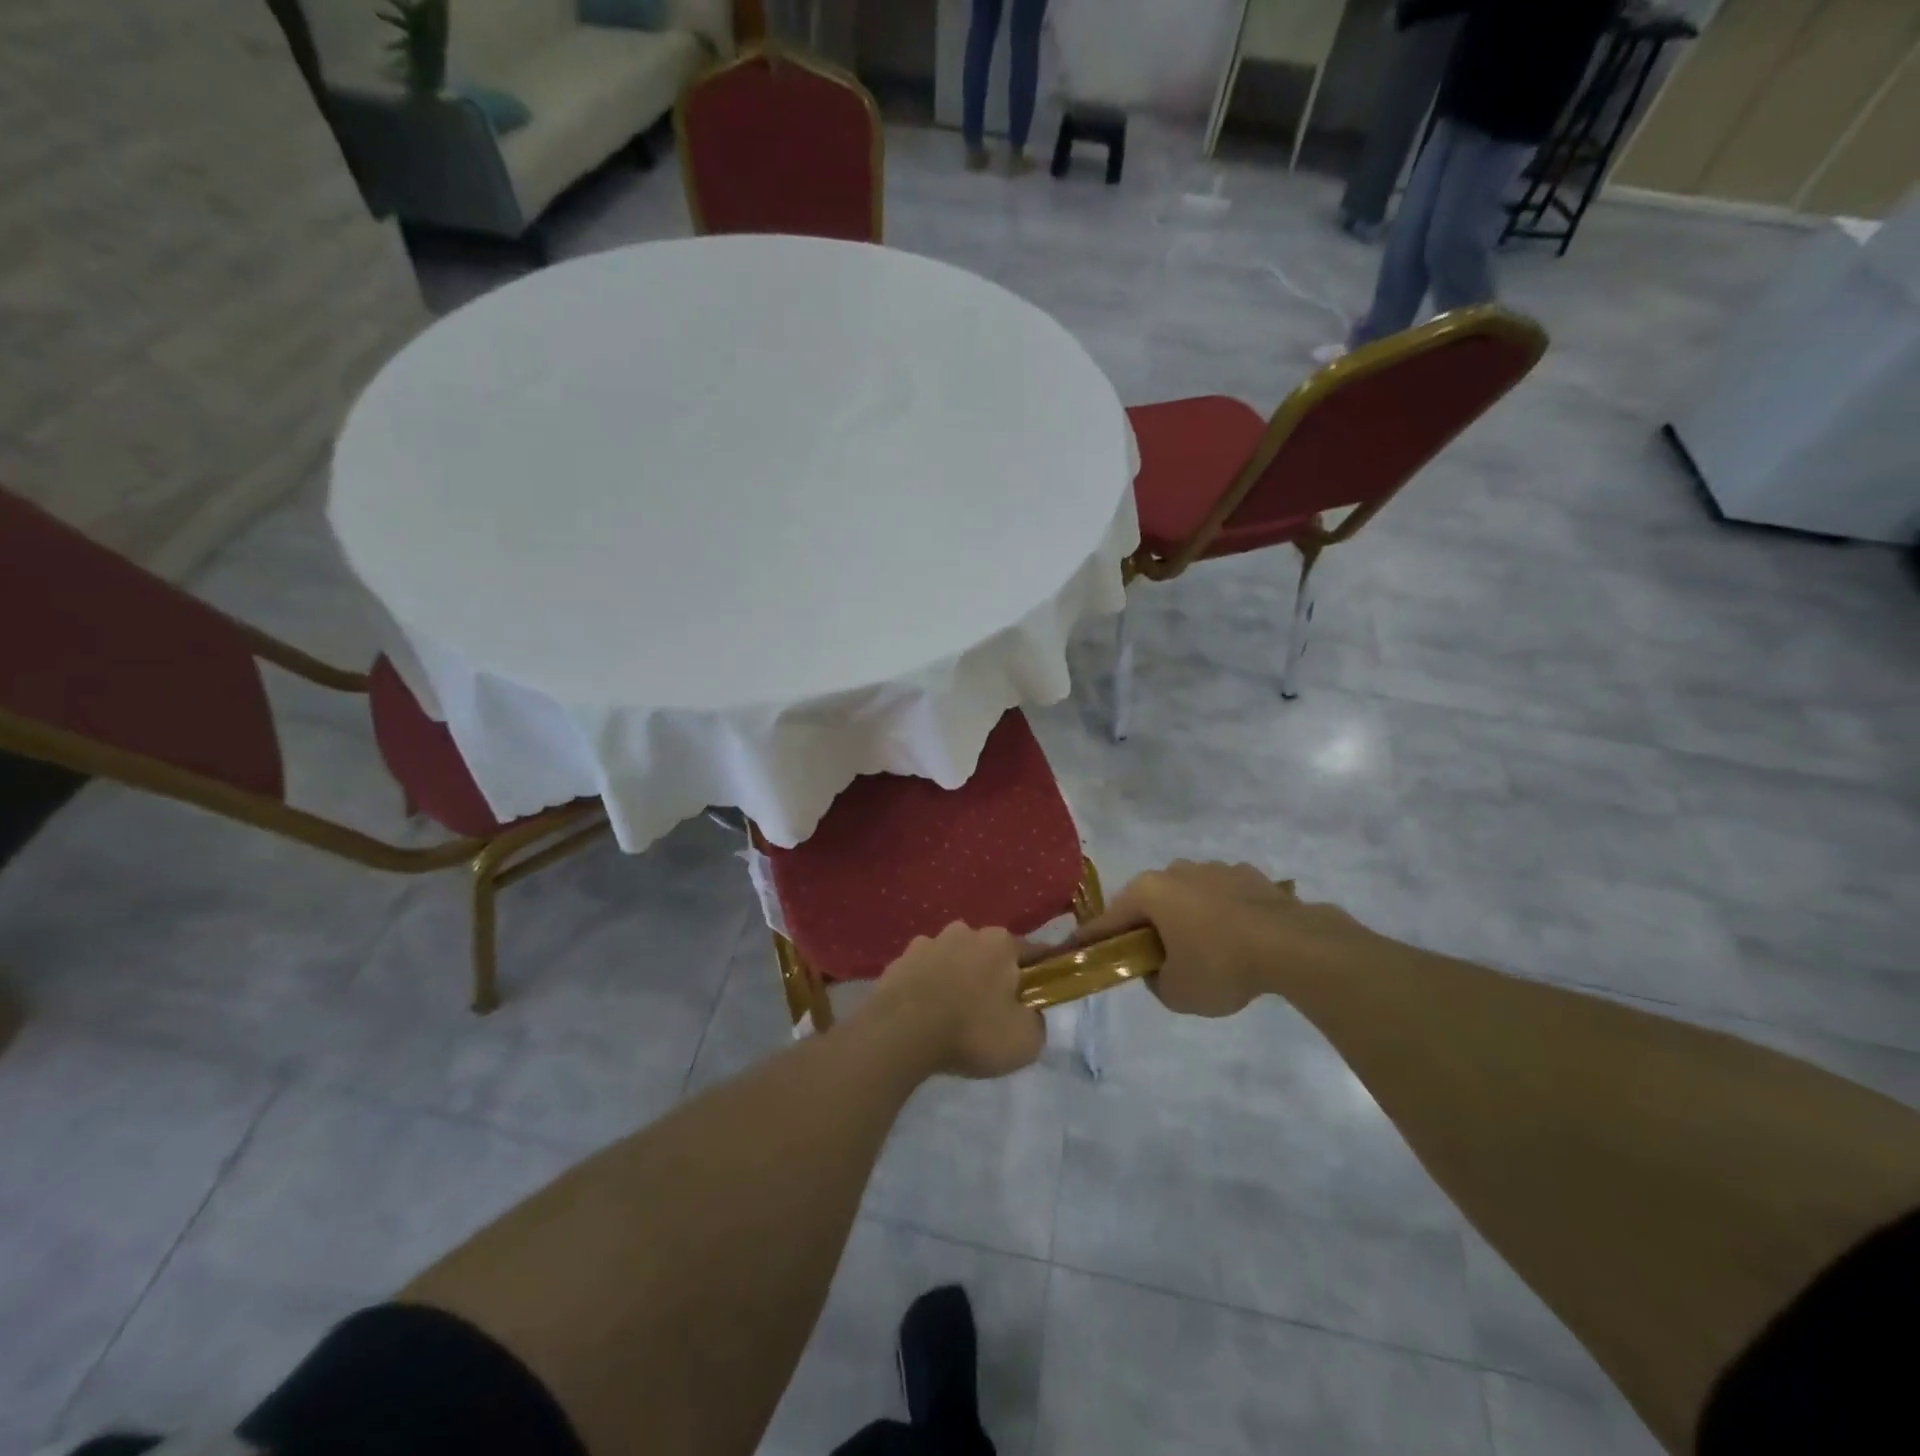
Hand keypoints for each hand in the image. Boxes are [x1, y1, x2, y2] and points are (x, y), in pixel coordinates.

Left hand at [861, 923, 1044, 1078]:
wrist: (901, 1032)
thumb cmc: (972, 1030)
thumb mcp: (1025, 1040)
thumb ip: (1036, 1021)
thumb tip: (1029, 1014)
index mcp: (1000, 942)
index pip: (1032, 951)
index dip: (1039, 973)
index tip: (1039, 993)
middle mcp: (964, 932)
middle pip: (988, 953)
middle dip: (992, 974)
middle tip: (992, 1011)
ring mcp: (927, 943)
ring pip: (952, 959)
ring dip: (956, 978)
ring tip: (953, 1014)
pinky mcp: (898, 961)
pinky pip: (922, 973)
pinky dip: (927, 988)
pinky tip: (925, 1015)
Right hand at [1075, 861, 1368, 1017]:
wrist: (1293, 946)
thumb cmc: (1220, 965)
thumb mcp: (1175, 992)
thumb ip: (1154, 980)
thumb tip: (1158, 968)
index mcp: (1148, 892)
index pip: (1108, 919)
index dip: (1091, 939)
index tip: (1075, 950)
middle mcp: (1175, 871)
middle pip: (1148, 902)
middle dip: (1146, 928)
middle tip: (1153, 959)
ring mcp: (1214, 868)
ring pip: (1186, 896)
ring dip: (1185, 919)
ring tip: (1204, 952)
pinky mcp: (1248, 875)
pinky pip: (1221, 897)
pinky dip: (1220, 915)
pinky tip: (1236, 941)